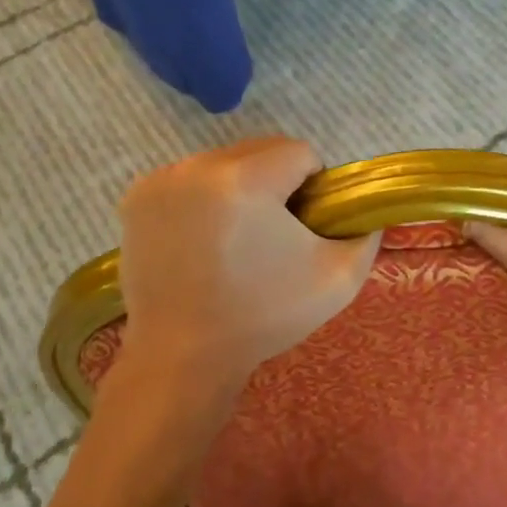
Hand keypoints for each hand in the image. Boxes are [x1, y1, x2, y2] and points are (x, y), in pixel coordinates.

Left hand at [117, 136, 380, 402]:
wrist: (182, 356)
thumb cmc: (262, 317)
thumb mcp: (338, 280)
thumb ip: (366, 235)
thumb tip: (369, 212)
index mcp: (246, 179)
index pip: (299, 152)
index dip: (313, 186)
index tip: (305, 225)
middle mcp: (199, 166)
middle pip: (259, 150)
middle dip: (275, 180)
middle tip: (274, 232)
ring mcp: (162, 179)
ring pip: (223, 161)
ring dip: (238, 185)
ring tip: (235, 237)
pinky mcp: (137, 196)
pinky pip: (189, 178)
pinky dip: (203, 197)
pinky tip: (202, 237)